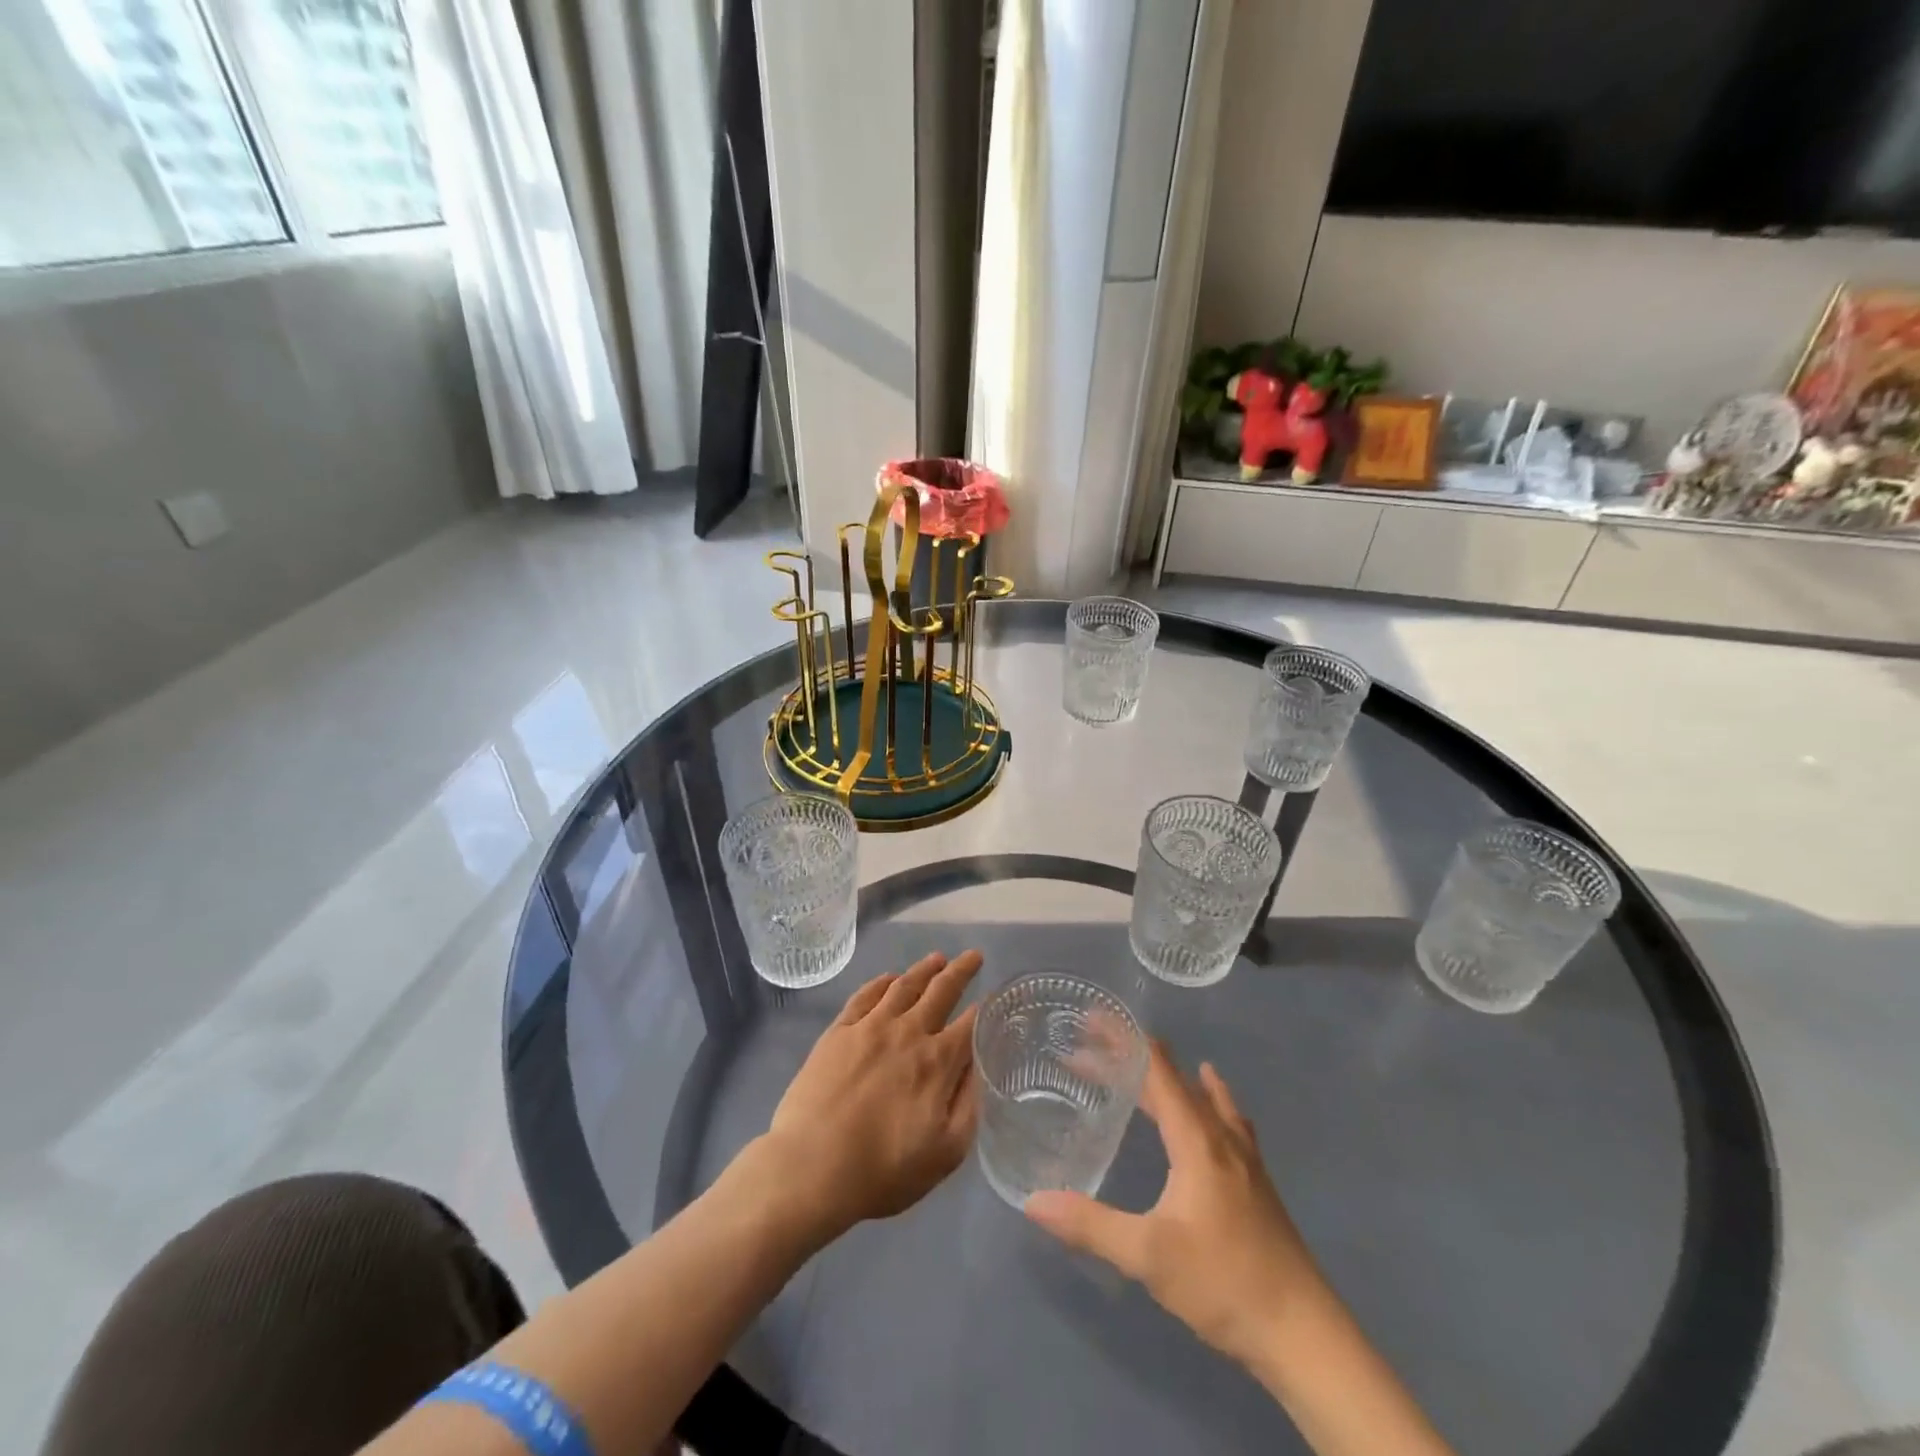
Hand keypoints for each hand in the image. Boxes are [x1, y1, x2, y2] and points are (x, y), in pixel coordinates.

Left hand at [761, 950, 982, 1241]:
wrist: (811, 1166)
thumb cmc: (883, 1170)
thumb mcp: (945, 1153)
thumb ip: (968, 1106)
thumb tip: (978, 1068)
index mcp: (938, 1062)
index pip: (969, 1025)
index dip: (984, 1010)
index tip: (993, 998)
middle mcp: (908, 1033)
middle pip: (941, 991)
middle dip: (961, 972)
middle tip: (973, 956)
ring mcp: (870, 1027)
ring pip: (904, 986)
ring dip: (924, 969)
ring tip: (937, 958)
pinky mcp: (838, 1031)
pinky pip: (864, 995)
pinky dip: (881, 982)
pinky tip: (889, 979)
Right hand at [1025, 1042, 1321, 1369]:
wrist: (1304, 1335)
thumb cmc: (1224, 1284)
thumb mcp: (1148, 1256)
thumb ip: (1091, 1224)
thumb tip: (1033, 1201)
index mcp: (1196, 1139)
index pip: (1156, 1070)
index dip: (1123, 1040)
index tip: (1091, 1018)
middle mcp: (1221, 1135)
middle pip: (1173, 1079)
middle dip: (1131, 1060)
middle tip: (1090, 1050)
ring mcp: (1244, 1157)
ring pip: (1201, 1096)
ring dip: (1166, 1079)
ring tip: (1138, 1069)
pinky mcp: (1255, 1181)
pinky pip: (1225, 1117)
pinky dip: (1206, 1098)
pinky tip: (1211, 1103)